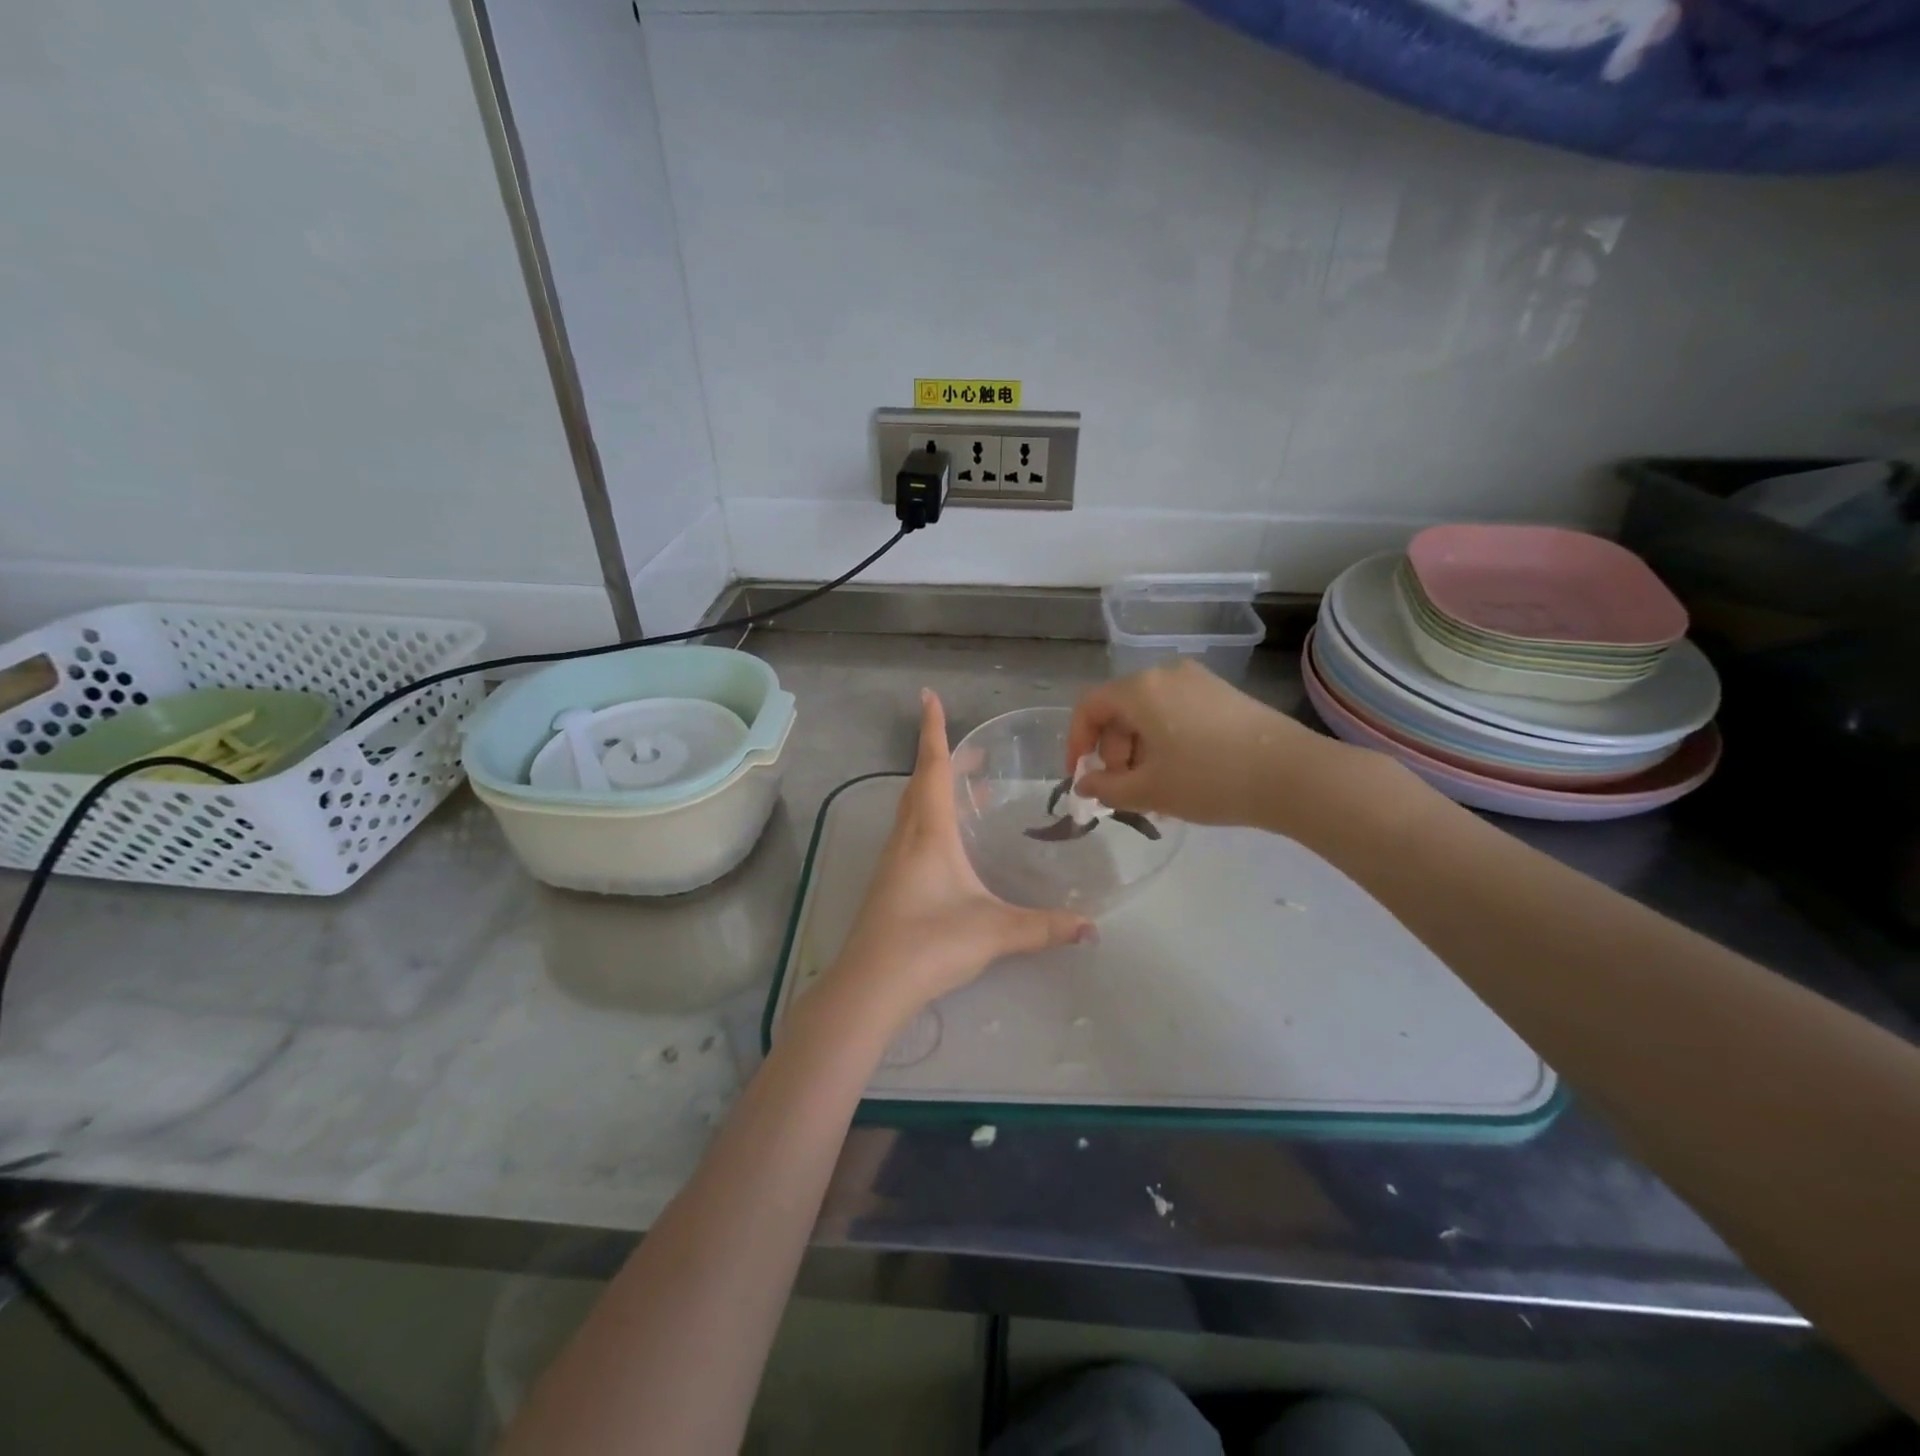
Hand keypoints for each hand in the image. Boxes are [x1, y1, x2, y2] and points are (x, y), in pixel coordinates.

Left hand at [828, 690, 1095, 1025]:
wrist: (870, 985)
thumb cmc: (929, 943)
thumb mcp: (993, 931)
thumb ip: (1044, 927)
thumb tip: (1091, 927)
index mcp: (929, 832)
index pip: (931, 767)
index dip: (932, 730)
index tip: (927, 695)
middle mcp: (906, 837)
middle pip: (920, 783)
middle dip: (941, 758)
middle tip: (973, 751)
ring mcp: (893, 861)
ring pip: (913, 809)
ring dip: (935, 789)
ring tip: (969, 790)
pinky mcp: (889, 883)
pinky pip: (910, 833)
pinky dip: (930, 819)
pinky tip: (951, 843)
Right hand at [1067, 659, 1343, 827]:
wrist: (1293, 775)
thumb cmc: (1209, 779)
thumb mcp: (1149, 790)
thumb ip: (1106, 788)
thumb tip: (1084, 784)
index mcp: (1141, 689)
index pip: (1090, 706)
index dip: (1076, 742)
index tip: (1082, 777)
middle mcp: (1166, 674)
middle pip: (1120, 710)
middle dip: (1112, 752)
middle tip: (1124, 789)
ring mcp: (1199, 681)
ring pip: (1150, 714)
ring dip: (1140, 751)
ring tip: (1155, 792)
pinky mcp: (1224, 694)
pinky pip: (1177, 714)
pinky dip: (1166, 742)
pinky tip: (1182, 777)